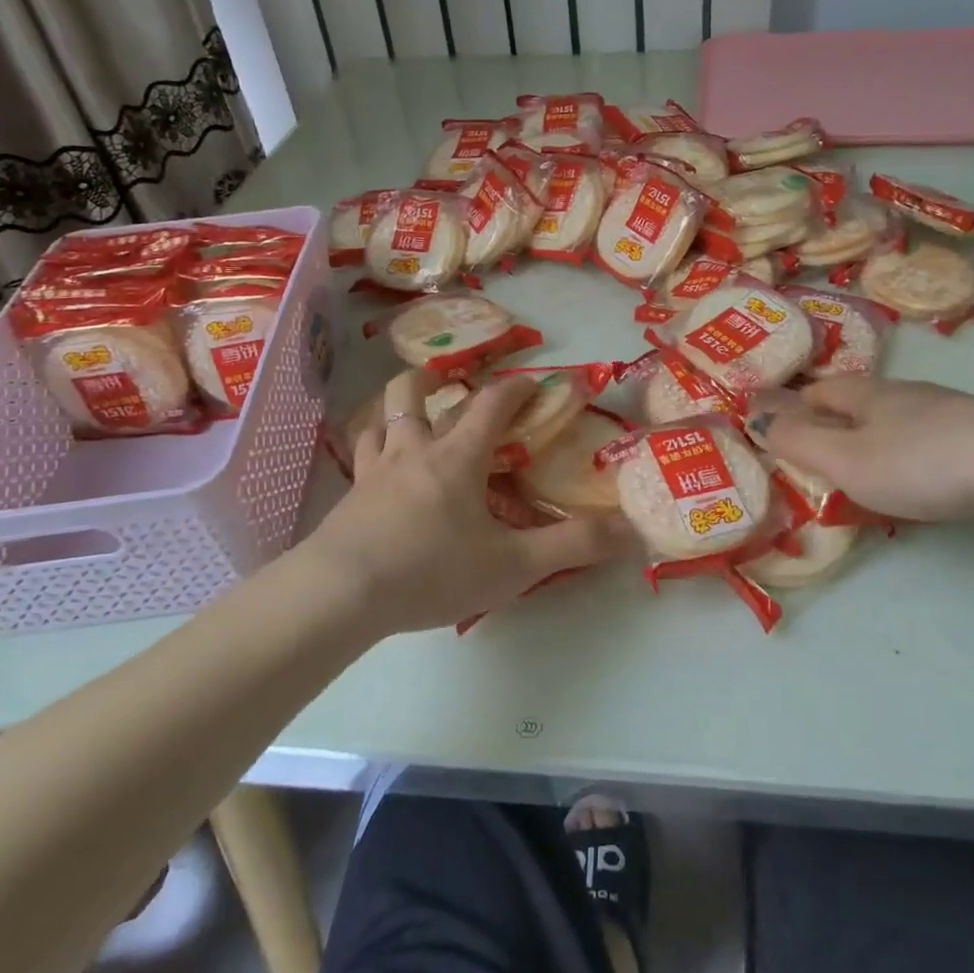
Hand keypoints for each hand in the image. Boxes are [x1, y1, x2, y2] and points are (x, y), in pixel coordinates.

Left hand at [310, 369, 635, 633]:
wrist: (342, 593)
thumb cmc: (432, 570)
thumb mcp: (513, 564)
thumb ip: (572, 546)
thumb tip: (630, 530)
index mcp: (458, 457)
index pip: (492, 404)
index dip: (516, 388)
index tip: (534, 382)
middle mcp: (414, 450)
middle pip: (416, 393)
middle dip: (438, 379)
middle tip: (452, 382)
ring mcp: (375, 470)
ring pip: (381, 418)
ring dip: (397, 408)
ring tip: (411, 417)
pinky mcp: (348, 496)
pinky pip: (359, 457)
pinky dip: (372, 449)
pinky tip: (376, 469)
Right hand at [746, 376, 973, 525]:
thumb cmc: (920, 461)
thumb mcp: (845, 458)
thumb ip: (797, 441)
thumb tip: (754, 417)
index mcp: (866, 395)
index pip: (818, 391)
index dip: (794, 406)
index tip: (776, 425)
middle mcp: (904, 398)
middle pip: (856, 405)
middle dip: (832, 424)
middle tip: (812, 455)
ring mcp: (946, 420)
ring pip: (894, 427)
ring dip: (872, 445)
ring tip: (859, 475)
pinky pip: (927, 450)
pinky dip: (908, 463)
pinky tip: (915, 486)